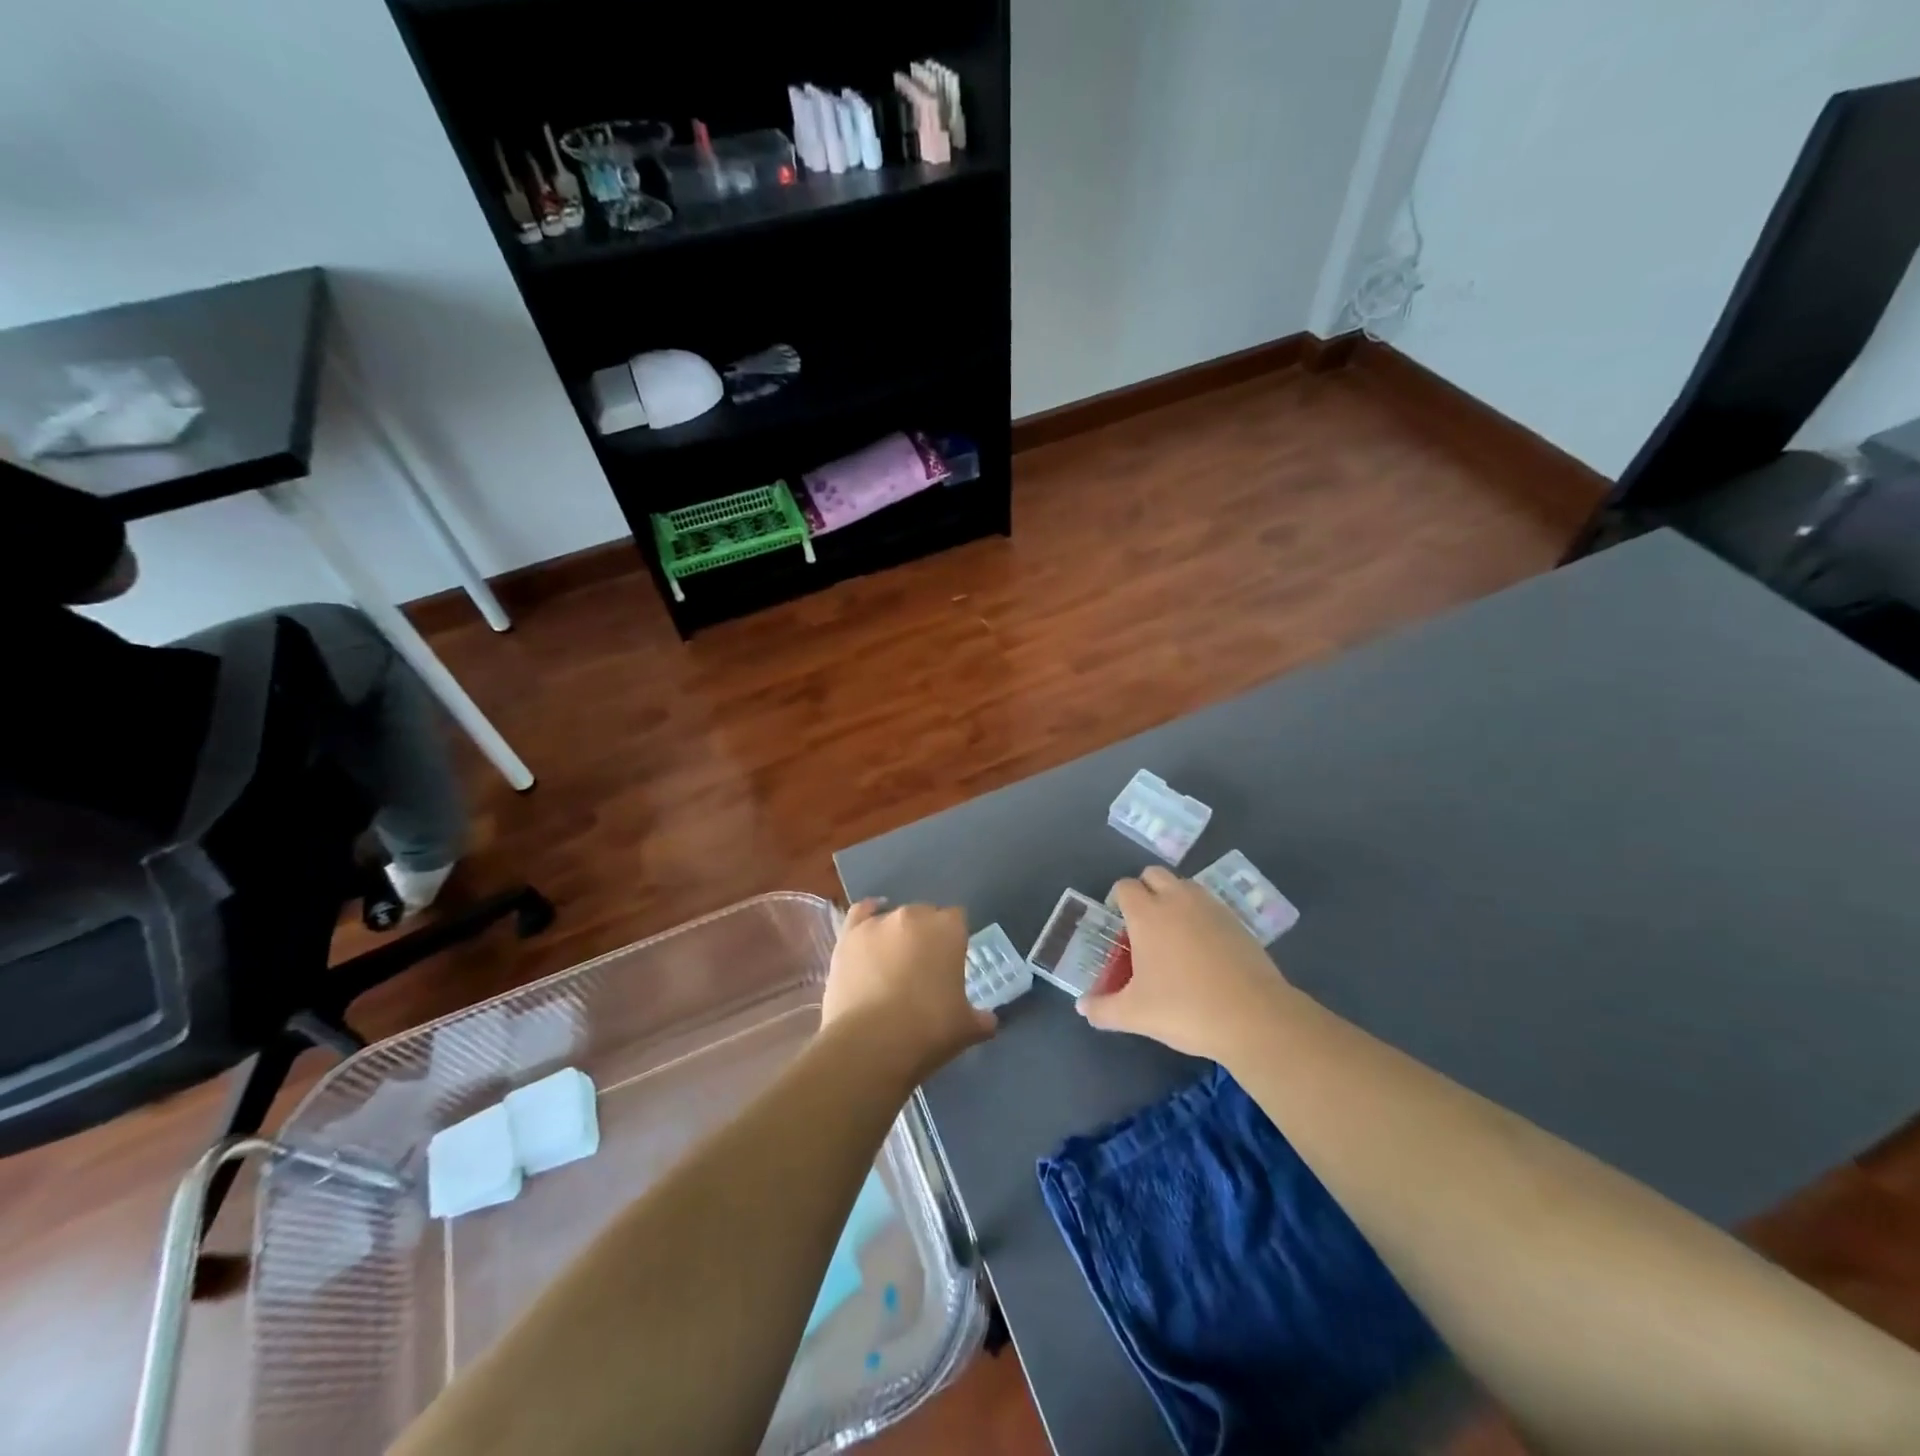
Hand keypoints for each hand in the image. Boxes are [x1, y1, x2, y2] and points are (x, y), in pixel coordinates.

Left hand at [821, 901, 994, 1081]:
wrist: (871, 1043)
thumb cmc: (928, 1030)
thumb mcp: (966, 1028)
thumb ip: (981, 1019)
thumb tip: (988, 1021)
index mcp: (949, 929)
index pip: (958, 920)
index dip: (955, 940)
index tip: (953, 964)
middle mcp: (915, 915)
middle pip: (926, 915)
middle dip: (927, 936)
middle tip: (924, 969)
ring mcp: (879, 922)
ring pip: (894, 917)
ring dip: (898, 934)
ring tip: (893, 963)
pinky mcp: (849, 936)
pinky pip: (860, 913)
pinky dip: (867, 915)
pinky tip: (870, 928)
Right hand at [1078, 866, 1293, 1059]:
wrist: (1254, 1018)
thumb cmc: (1185, 1009)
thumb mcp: (1136, 1014)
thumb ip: (1103, 1009)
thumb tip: (1082, 1007)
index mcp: (1147, 914)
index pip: (1125, 886)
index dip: (1118, 900)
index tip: (1119, 925)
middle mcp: (1177, 900)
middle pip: (1154, 874)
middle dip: (1145, 890)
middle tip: (1143, 925)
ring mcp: (1211, 907)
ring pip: (1184, 885)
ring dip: (1174, 898)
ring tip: (1173, 935)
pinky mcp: (1237, 921)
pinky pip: (1209, 905)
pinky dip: (1200, 915)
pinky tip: (1203, 949)